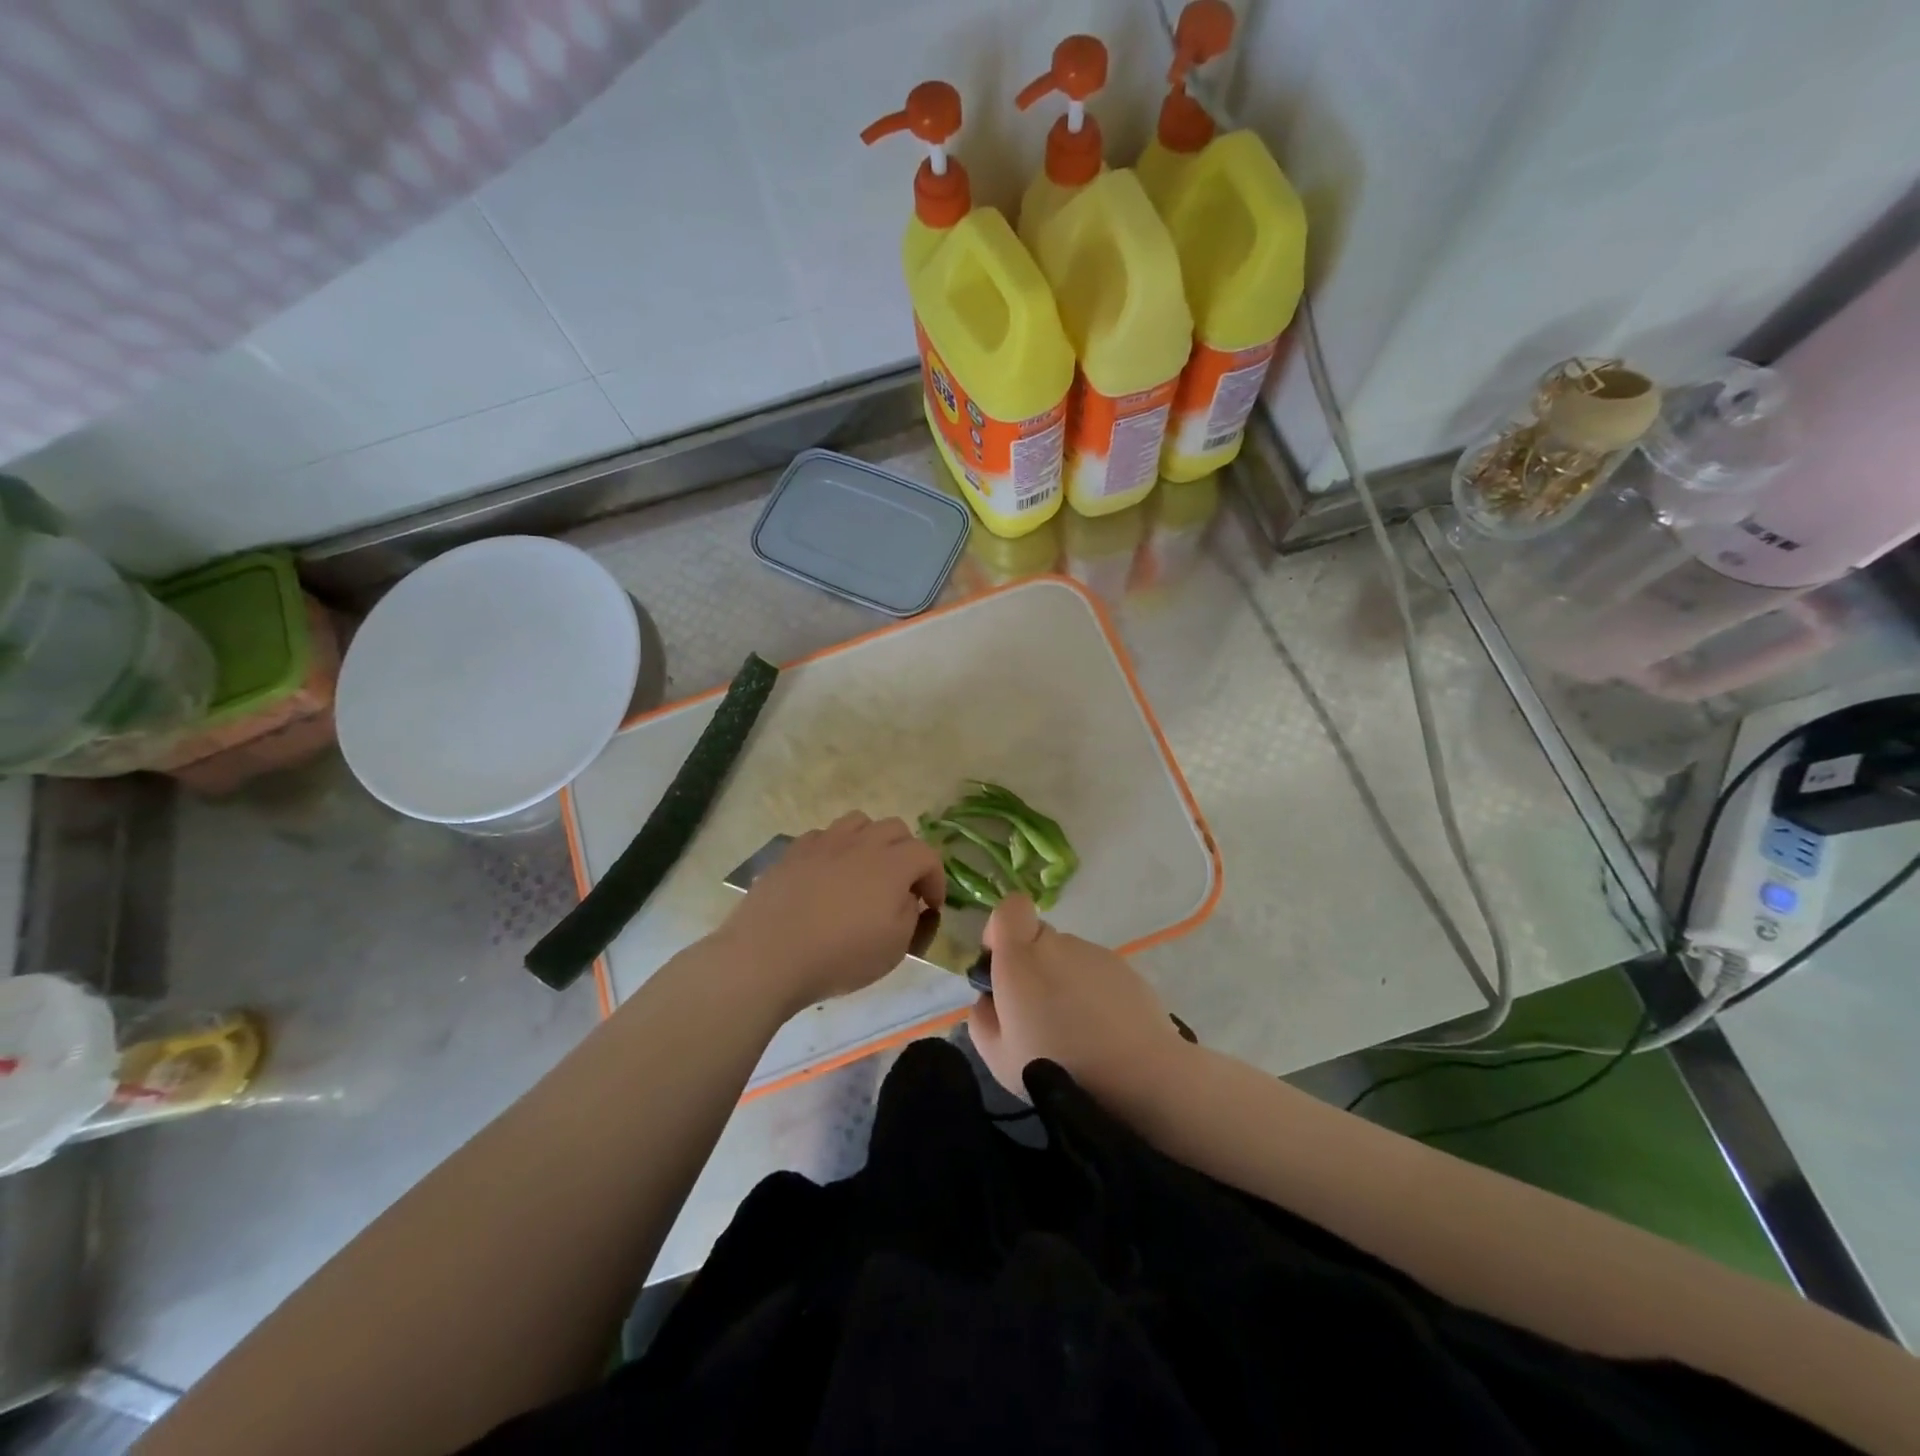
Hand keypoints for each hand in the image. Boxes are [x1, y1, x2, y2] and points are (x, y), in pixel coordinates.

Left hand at [716, 812, 944, 1010]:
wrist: (768, 955)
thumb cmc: (839, 956)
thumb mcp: (894, 947)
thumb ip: (910, 913)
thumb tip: (907, 896)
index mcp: (892, 865)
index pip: (927, 854)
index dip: (936, 879)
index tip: (931, 906)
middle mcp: (861, 843)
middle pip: (896, 829)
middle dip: (907, 853)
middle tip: (902, 885)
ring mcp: (824, 842)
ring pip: (859, 822)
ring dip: (871, 841)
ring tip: (865, 870)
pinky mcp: (794, 851)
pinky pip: (824, 836)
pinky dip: (836, 849)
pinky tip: (828, 874)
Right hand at [968, 895, 1191, 1113]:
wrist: (1140, 1077)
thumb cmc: (1058, 1065)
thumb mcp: (997, 1057)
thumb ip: (982, 1017)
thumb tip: (988, 998)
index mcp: (1021, 957)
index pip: (1010, 908)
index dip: (1001, 929)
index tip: (1000, 964)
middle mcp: (1059, 944)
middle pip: (1039, 937)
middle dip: (1032, 965)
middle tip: (1036, 1012)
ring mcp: (1097, 954)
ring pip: (1069, 957)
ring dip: (1064, 981)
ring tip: (1075, 1030)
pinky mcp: (1127, 970)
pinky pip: (1097, 973)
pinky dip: (1093, 993)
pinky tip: (1102, 1032)